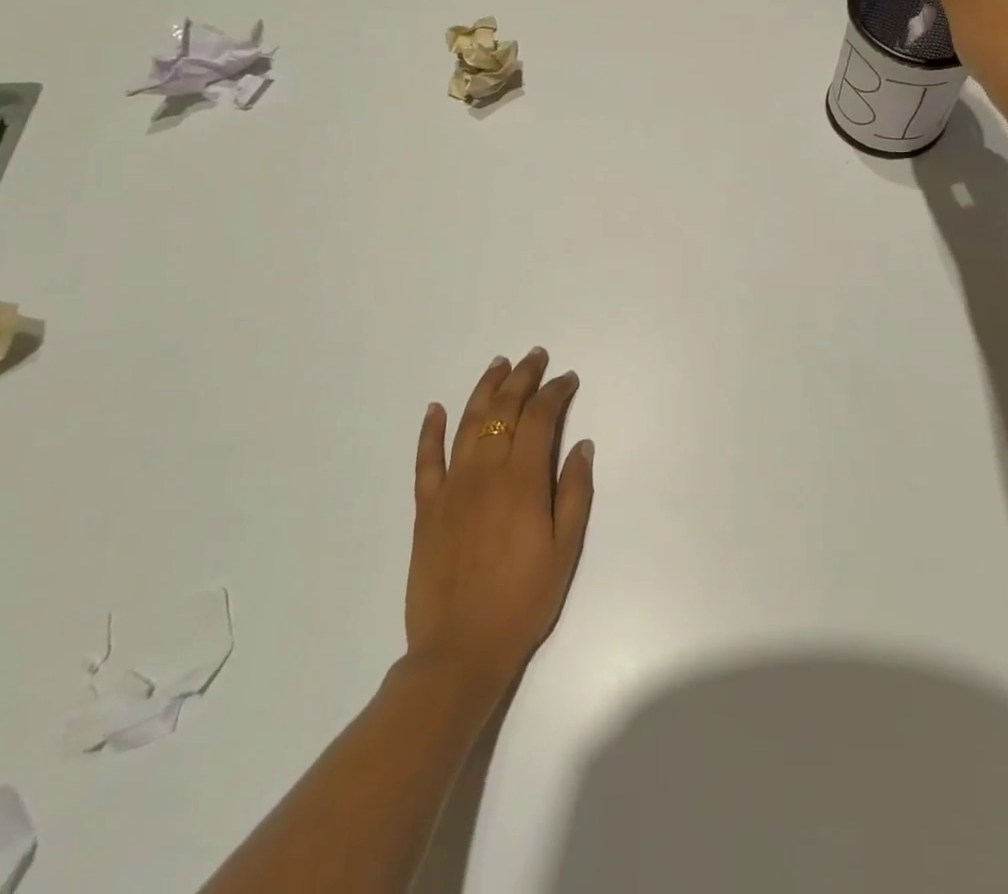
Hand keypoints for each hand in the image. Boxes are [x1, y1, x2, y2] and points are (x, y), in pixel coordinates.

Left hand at [406, 347, 594, 699]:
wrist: (459, 651)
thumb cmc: (523, 601)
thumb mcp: (565, 550)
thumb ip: (574, 492)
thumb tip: (580, 445)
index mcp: (522, 481)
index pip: (540, 418)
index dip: (555, 392)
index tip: (568, 379)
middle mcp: (485, 473)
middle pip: (503, 410)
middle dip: (522, 378)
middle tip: (536, 356)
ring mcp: (451, 488)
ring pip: (468, 424)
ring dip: (484, 390)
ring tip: (498, 365)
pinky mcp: (426, 508)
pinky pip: (426, 460)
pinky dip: (431, 431)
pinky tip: (436, 409)